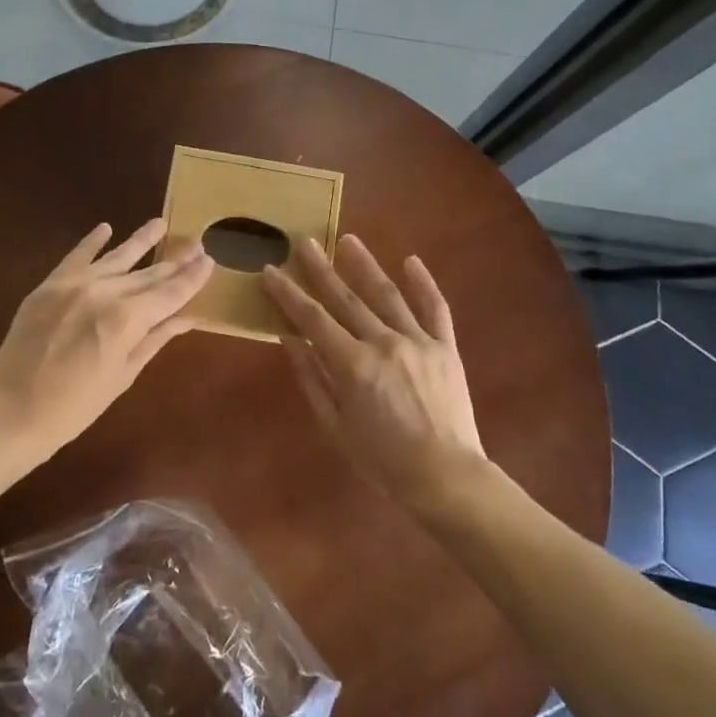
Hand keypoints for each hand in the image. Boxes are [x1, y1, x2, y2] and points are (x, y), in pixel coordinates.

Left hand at [0, 218, 212, 462]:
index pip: (170, 292)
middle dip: (174, 260)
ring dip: (140, 240)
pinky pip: (76, 256)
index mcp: (126, 319)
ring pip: (116, 257)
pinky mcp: (48, 286)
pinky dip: (92, 241)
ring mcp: (73, 284)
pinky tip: (106, 227)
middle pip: (148, 273)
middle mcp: (104, 292)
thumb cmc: (76, 406)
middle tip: (196, 244)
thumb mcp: (123, 375)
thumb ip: (154, 339)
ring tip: (161, 223)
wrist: (11, 413)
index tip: (210, 259)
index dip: (192, 277)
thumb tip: (187, 317)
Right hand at [262, 235, 487, 510]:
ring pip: (387, 294)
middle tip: (305, 242)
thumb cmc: (381, 459)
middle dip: (321, 269)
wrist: (445, 477)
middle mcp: (384, 342)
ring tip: (349, 239)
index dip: (288, 293)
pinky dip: (423, 283)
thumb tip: (289, 338)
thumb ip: (312, 377)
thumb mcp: (335, 425)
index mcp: (353, 365)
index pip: (312, 319)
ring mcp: (418, 341)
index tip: (270, 270)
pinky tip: (410, 260)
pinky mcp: (445, 347)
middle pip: (346, 298)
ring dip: (365, 265)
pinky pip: (435, 308)